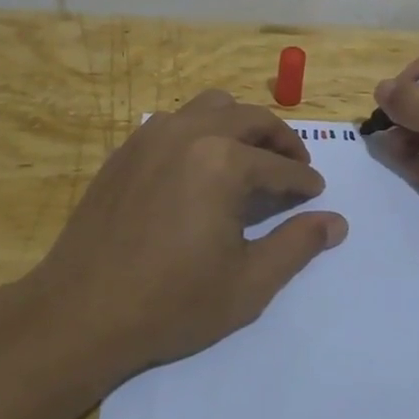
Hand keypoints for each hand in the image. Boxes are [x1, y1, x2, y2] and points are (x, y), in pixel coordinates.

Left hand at [32, 90, 347, 374]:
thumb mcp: (248, 283)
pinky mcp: (126, 149)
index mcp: (223, 162)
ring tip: (249, 158)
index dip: (304, 181)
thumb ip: (297, 245)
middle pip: (250, 118)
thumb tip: (336, 222)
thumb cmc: (172, 302)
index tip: (316, 194)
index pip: (279, 165)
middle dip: (280, 141)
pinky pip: (174, 121)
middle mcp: (189, 133)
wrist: (82, 312)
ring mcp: (152, 136)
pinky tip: (199, 167)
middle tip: (295, 166)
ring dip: (239, 125)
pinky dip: (200, 131)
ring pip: (211, 107)